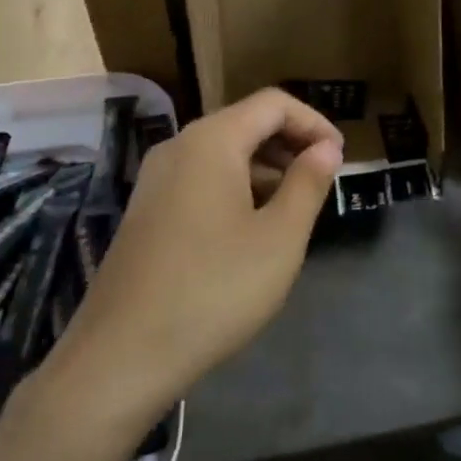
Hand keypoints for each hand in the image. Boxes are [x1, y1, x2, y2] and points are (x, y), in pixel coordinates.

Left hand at [41, 89, 343, 431]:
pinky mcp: (146, 211)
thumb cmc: (213, 290)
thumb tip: (326, 149)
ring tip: (294, 209)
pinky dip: (235, 188)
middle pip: (245, 124)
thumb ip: (307, 184)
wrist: (119, 357)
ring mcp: (156, 179)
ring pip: (222, 154)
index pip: (273, 104)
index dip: (313, 122)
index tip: (340, 158)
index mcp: (212, 140)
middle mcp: (179, 146)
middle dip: (290, 145)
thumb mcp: (279, 239)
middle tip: (322, 182)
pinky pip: (200, 180)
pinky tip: (251, 230)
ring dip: (264, 169)